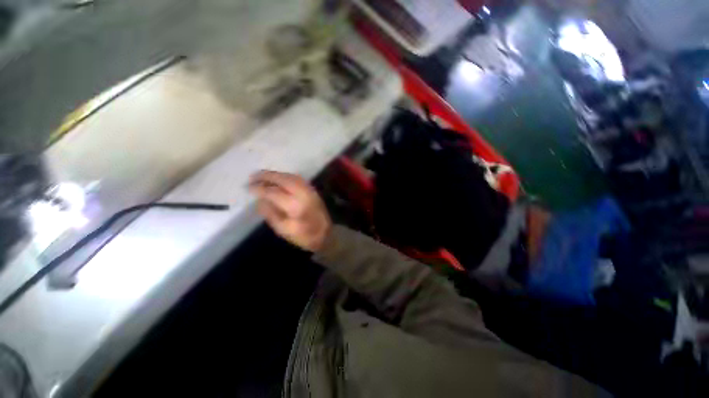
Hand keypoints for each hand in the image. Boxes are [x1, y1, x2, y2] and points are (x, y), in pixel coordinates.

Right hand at [249, 170, 331, 251]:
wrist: (326, 234)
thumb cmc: (304, 236)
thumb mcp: (283, 230)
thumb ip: (270, 214)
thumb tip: (260, 200)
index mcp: (295, 206)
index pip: (273, 192)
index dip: (259, 188)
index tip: (248, 187)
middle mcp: (303, 194)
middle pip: (283, 179)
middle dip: (266, 176)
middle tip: (252, 176)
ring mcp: (309, 190)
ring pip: (291, 176)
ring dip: (276, 174)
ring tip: (262, 175)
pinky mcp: (313, 190)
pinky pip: (297, 178)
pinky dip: (286, 176)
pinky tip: (278, 178)